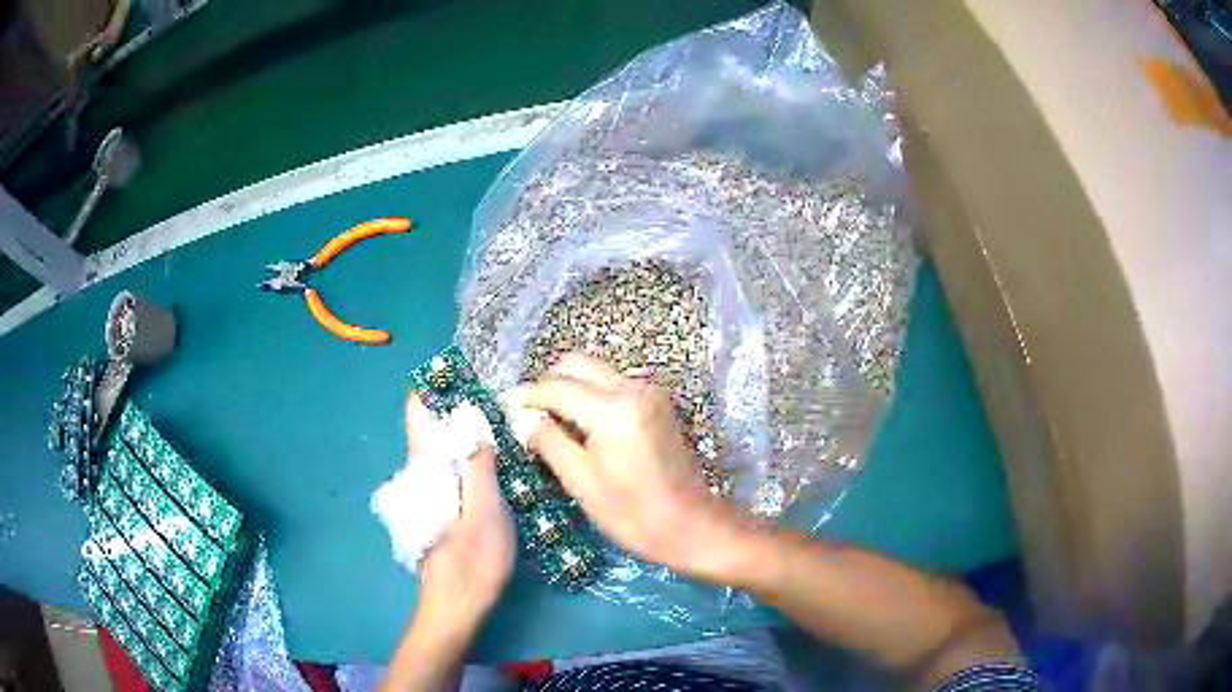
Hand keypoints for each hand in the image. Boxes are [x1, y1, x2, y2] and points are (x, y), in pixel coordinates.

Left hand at [406, 396, 514, 631]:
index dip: (436, 386)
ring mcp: (430, 490)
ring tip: (503, 419)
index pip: (417, 411)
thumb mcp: (485, 510)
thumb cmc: (472, 559)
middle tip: (499, 395)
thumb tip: (473, 418)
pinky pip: (452, 467)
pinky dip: (470, 454)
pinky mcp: (441, 506)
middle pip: (432, 425)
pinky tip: (497, 459)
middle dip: (459, 404)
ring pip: (443, 447)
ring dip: (467, 429)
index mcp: (425, 467)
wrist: (457, 604)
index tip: (467, 372)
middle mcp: (421, 473)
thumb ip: (478, 464)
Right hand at [520, 354, 761, 582]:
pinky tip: (580, 425)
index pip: (557, 386)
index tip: (504, 406)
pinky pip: (615, 385)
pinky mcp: (658, 403)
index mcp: (613, 408)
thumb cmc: (632, 512)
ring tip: (550, 421)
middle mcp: (633, 388)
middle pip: (578, 364)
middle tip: (528, 412)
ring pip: (597, 372)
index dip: (527, 396)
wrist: (690, 524)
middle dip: (549, 383)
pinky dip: (592, 395)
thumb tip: (523, 418)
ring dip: (570, 387)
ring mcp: (650, 393)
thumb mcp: (581, 481)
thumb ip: (548, 440)